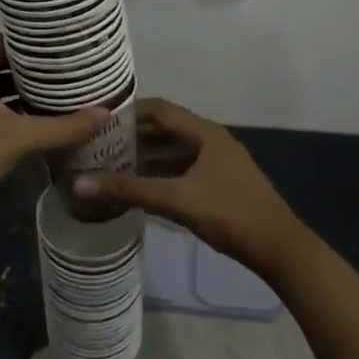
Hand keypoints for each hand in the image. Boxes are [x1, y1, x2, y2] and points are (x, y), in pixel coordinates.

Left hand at [0, 36, 107, 235]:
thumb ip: (63, 126)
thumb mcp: (19, 138)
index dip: (37, 40)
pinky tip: (40, 117)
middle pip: (4, 63)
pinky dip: (14, 108)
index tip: (68, 42)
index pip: (8, 41)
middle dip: (37, 67)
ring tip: (64, 89)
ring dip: (26, 90)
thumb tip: (106, 112)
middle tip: (73, 66)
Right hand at [73, 99, 305, 279]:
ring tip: (113, 165)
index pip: (160, 109)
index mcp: (204, 133)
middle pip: (166, 129)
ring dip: (147, 157)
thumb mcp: (176, 200)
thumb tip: (79, 183)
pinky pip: (183, 169)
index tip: (100, 119)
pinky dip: (161, 174)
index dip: (129, 111)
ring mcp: (218, 163)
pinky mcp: (220, 184)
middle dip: (134, 136)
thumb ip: (129, 189)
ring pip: (175, 151)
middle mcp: (211, 140)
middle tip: (100, 144)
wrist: (278, 248)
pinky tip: (141, 188)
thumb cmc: (229, 213)